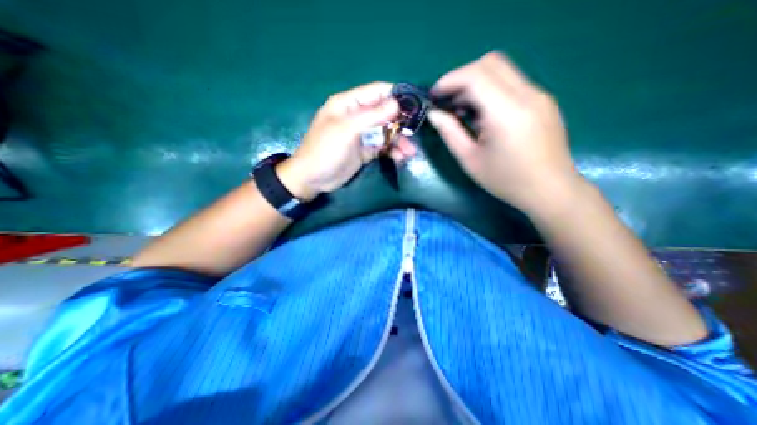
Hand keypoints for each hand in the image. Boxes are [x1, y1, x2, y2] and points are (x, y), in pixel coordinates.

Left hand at [278, 82, 415, 202]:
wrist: (314, 179)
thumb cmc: (326, 150)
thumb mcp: (347, 130)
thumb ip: (372, 116)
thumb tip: (397, 103)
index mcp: (348, 104)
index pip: (376, 92)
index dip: (395, 95)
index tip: (414, 103)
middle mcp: (357, 117)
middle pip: (384, 114)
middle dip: (400, 123)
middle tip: (415, 133)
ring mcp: (362, 135)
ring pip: (386, 132)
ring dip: (399, 141)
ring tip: (410, 152)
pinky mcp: (365, 150)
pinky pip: (382, 147)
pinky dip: (392, 151)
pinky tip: (400, 158)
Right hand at [428, 52, 580, 213]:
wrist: (550, 189)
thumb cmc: (505, 180)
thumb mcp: (469, 160)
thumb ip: (449, 133)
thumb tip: (434, 114)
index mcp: (507, 112)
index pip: (476, 75)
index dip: (450, 80)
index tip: (434, 95)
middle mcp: (527, 94)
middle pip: (490, 63)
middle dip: (462, 77)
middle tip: (447, 100)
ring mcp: (539, 95)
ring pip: (502, 71)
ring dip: (476, 83)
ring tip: (462, 110)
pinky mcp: (543, 101)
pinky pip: (512, 84)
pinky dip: (490, 91)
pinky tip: (483, 114)